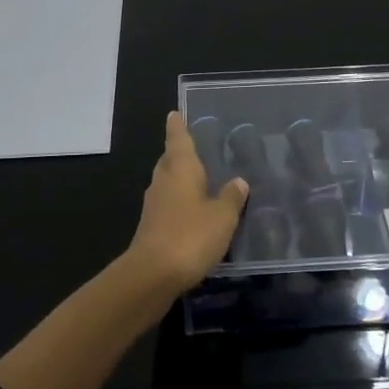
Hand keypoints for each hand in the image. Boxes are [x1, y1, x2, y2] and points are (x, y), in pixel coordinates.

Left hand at [127, 112, 249, 290]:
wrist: (152, 275)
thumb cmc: (190, 235)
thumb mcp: (222, 216)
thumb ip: (231, 197)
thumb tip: (238, 181)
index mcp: (180, 168)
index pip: (178, 139)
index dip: (177, 126)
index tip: (173, 113)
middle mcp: (163, 181)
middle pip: (169, 160)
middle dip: (178, 153)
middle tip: (193, 148)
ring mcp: (153, 205)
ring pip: (167, 183)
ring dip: (179, 180)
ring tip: (198, 180)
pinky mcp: (151, 227)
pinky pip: (167, 205)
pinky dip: (178, 203)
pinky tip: (192, 213)